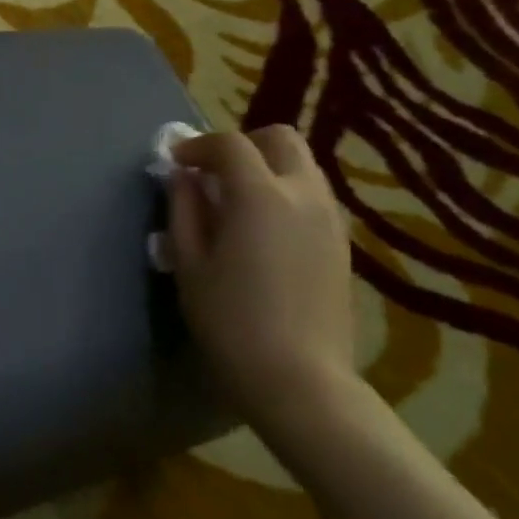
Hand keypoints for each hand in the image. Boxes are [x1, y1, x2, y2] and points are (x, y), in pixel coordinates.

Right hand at [164, 125, 356, 436]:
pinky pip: (313, 196)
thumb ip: (184, 211)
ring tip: (236, 202)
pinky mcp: (342, 243)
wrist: (299, 379)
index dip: (198, 145)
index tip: (175, 161)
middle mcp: (303, 194)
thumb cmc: (231, 322)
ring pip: (302, 165)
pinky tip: (264, 231)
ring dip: (267, 168)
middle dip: (243, 144)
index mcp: (260, 196)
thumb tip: (182, 177)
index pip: (230, 144)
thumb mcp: (190, 265)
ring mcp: (330, 218)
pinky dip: (286, 193)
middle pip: (280, 139)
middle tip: (213, 173)